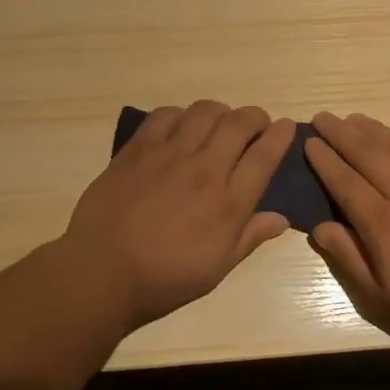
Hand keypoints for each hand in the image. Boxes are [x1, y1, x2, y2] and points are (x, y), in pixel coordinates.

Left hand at [61, 101, 292, 330]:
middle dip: (255, 116)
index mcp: (229, 203)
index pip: (265, 155)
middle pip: (239, 123)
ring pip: (205, 111)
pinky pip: (165, 115)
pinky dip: (180, 115)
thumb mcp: (217, 268)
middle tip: (255, 124)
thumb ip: (250, 237)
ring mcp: (169, 155)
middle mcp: (205, 170)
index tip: (286, 127)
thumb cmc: (165, 277)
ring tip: (218, 123)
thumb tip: (281, 218)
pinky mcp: (138, 149)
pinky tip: (180, 127)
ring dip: (220, 112)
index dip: (281, 135)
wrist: (103, 270)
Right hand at [306, 112, 389, 348]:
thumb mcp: (382, 296)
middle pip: (366, 153)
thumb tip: (318, 227)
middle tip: (323, 117)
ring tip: (354, 117)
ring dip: (373, 128)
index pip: (344, 182)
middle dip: (340, 133)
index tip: (308, 143)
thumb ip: (348, 258)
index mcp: (382, 223)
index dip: (324, 160)